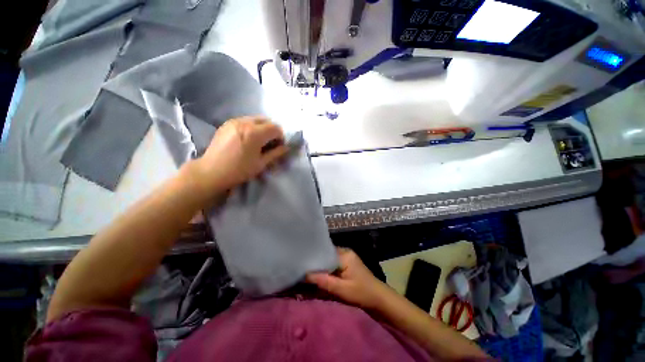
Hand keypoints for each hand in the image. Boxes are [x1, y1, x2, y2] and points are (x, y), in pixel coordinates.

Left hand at [191, 116, 288, 195]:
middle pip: (266, 120)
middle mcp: (245, 122)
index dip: (281, 137)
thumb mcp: (261, 163)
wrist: (211, 172)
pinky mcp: (227, 123)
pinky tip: (248, 139)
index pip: (276, 128)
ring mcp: (234, 121)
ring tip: (259, 141)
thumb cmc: (239, 170)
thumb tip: (286, 147)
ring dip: (262, 128)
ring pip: (255, 119)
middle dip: (272, 130)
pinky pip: (245, 120)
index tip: (279, 146)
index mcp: (255, 133)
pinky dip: (251, 127)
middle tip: (271, 143)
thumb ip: (276, 153)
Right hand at [306, 248, 393, 309]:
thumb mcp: (341, 289)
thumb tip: (305, 275)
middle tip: (302, 272)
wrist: (379, 300)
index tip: (302, 264)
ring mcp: (346, 259)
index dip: (314, 258)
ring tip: (307, 275)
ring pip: (328, 262)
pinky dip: (326, 273)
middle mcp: (344, 253)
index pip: (325, 251)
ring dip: (320, 270)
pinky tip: (318, 279)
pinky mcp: (346, 266)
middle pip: (326, 256)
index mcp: (344, 254)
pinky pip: (333, 267)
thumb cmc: (362, 293)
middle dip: (316, 265)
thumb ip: (324, 281)